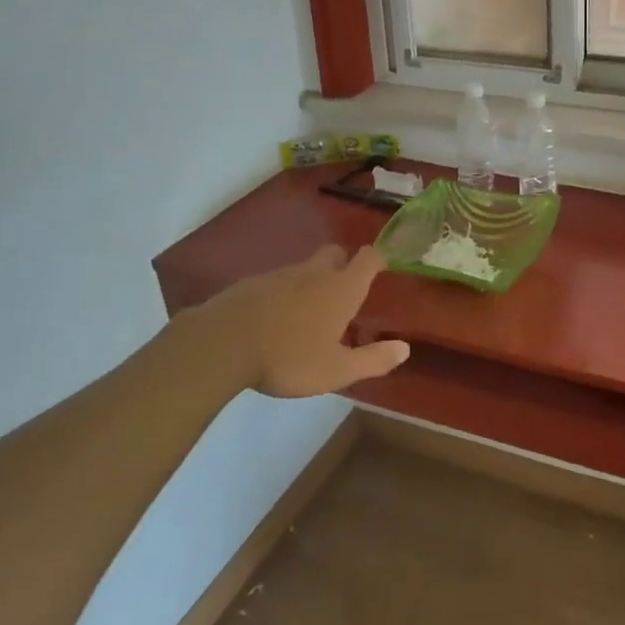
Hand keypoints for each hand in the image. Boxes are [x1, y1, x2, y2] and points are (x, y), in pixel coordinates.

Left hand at [188, 244, 408, 397]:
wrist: (220, 345)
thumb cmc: (288, 358)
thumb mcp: (336, 370)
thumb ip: (373, 360)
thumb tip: (404, 348)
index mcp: (341, 289)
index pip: (368, 258)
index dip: (379, 258)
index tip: (384, 267)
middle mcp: (314, 273)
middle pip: (336, 253)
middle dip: (345, 264)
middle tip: (345, 291)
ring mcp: (280, 274)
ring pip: (305, 268)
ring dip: (313, 281)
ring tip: (308, 313)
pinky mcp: (252, 283)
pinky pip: (277, 281)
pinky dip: (284, 293)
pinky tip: (275, 319)